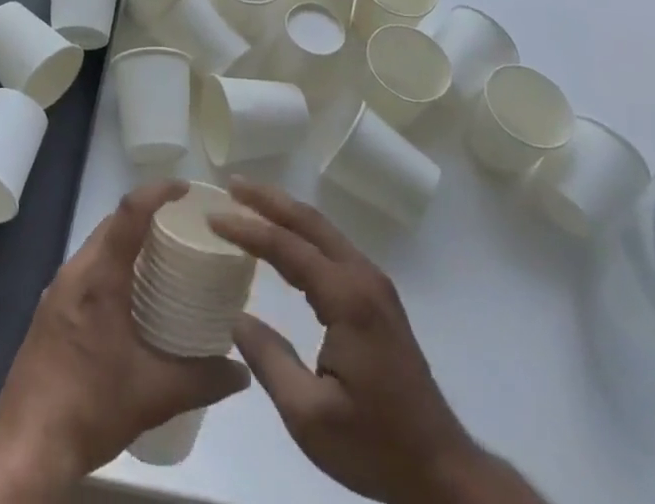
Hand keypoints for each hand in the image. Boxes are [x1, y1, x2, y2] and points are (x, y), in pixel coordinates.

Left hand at [0, 180, 251, 489]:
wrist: (25, 446)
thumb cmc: (89, 408)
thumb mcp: (153, 395)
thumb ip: (202, 379)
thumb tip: (241, 370)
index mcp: (99, 277)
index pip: (129, 212)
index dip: (157, 191)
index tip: (186, 189)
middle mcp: (75, 272)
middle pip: (113, 223)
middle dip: (147, 214)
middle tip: (182, 227)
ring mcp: (57, 289)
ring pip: (98, 245)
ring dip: (127, 241)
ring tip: (162, 258)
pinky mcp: (50, 309)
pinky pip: (86, 268)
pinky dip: (112, 264)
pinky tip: (130, 296)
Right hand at [209, 179, 543, 503]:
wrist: (441, 469)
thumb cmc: (375, 446)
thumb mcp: (309, 417)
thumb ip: (269, 360)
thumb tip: (236, 318)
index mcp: (347, 299)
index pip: (288, 247)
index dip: (248, 229)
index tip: (213, 216)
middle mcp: (362, 277)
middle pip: (309, 222)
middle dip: (268, 199)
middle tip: (231, 185)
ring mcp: (374, 284)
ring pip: (323, 230)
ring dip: (285, 211)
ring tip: (249, 201)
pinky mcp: (377, 297)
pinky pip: (332, 247)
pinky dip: (302, 232)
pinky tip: (284, 239)